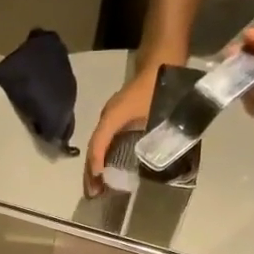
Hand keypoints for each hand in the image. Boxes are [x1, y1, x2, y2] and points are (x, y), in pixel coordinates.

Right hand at [83, 59, 162, 196]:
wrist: (162, 60)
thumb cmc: (159, 86)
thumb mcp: (159, 113)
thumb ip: (156, 137)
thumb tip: (153, 162)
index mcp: (113, 116)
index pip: (98, 144)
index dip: (96, 164)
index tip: (98, 184)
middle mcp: (108, 117)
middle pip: (94, 147)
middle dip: (91, 172)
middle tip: (93, 194)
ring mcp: (112, 116)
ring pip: (98, 145)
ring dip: (96, 166)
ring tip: (97, 186)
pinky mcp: (119, 117)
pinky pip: (106, 140)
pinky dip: (104, 157)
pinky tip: (108, 169)